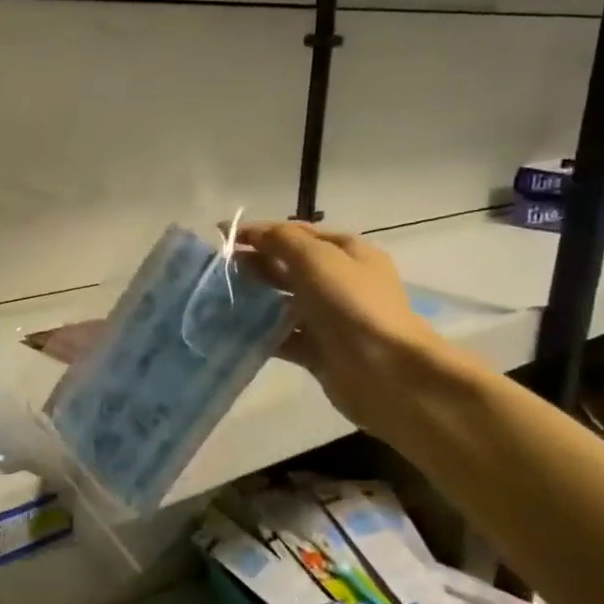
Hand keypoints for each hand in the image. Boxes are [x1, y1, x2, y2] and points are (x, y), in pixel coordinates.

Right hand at [236, 222, 442, 432]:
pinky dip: (260, 333)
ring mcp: (329, 318)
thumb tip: (249, 231)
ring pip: (283, 302)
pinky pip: (283, 337)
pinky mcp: (318, 350)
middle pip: (289, 266)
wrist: (386, 372)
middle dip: (255, 264)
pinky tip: (233, 330)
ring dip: (255, 299)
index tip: (222, 237)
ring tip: (218, 297)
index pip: (297, 233)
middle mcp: (339, 282)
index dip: (261, 232)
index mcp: (347, 252)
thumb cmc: (352, 304)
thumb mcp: (317, 259)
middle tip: (217, 269)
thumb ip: (280, 240)